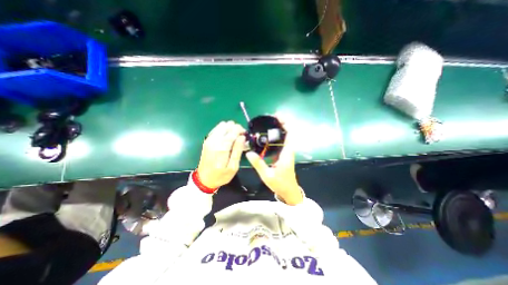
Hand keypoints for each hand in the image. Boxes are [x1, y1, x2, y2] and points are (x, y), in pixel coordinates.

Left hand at [196, 121, 245, 188]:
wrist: (204, 179)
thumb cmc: (221, 175)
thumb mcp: (233, 167)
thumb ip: (238, 150)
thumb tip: (242, 137)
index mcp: (222, 148)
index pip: (233, 131)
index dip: (241, 130)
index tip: (245, 134)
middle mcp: (214, 141)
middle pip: (227, 125)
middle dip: (236, 129)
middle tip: (240, 137)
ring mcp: (209, 139)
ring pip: (222, 125)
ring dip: (230, 128)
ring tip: (234, 137)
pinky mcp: (207, 140)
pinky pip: (217, 129)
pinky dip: (224, 130)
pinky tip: (227, 137)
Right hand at [246, 118, 303, 204]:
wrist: (289, 191)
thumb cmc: (280, 184)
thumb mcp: (267, 175)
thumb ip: (258, 164)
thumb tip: (248, 153)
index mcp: (287, 153)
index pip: (290, 134)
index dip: (286, 124)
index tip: (278, 117)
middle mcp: (288, 150)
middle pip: (287, 133)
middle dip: (281, 123)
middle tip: (270, 118)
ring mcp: (286, 152)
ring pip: (284, 137)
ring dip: (278, 129)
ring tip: (268, 124)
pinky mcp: (283, 155)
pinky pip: (280, 142)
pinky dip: (276, 136)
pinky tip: (267, 136)